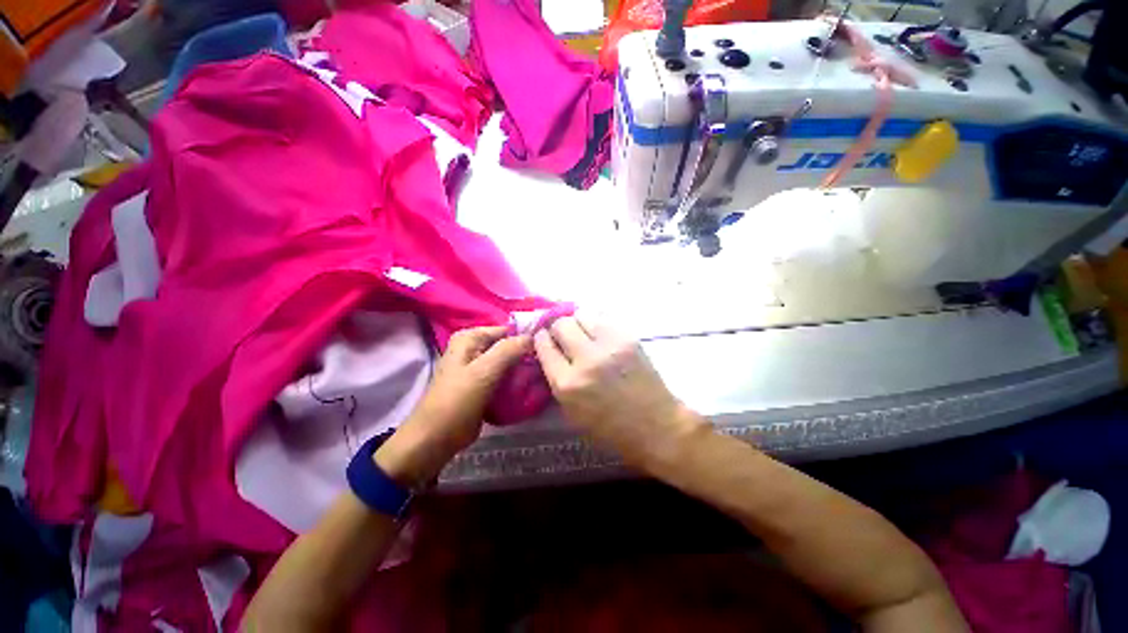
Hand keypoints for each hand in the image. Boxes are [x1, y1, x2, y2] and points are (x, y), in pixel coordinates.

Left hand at [375, 326, 530, 486]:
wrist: (435, 440)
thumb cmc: (456, 402)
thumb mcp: (483, 372)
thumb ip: (508, 350)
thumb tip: (532, 336)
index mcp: (469, 339)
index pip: (506, 329)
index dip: (526, 337)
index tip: (546, 349)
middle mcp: (474, 349)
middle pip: (507, 346)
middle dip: (525, 355)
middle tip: (545, 365)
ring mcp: (478, 368)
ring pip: (507, 362)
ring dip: (522, 369)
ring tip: (541, 376)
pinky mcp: (482, 386)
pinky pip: (504, 377)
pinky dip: (515, 381)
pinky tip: (531, 387)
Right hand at [534, 315, 706, 470]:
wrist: (656, 426)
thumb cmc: (611, 429)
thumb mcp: (572, 412)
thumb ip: (557, 379)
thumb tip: (549, 352)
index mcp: (567, 384)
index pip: (544, 345)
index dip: (541, 339)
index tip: (544, 337)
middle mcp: (585, 360)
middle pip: (561, 325)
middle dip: (557, 328)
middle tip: (563, 335)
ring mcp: (609, 346)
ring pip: (582, 315)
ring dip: (577, 322)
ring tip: (583, 333)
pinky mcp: (628, 338)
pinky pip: (603, 319)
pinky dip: (596, 323)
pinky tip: (600, 334)